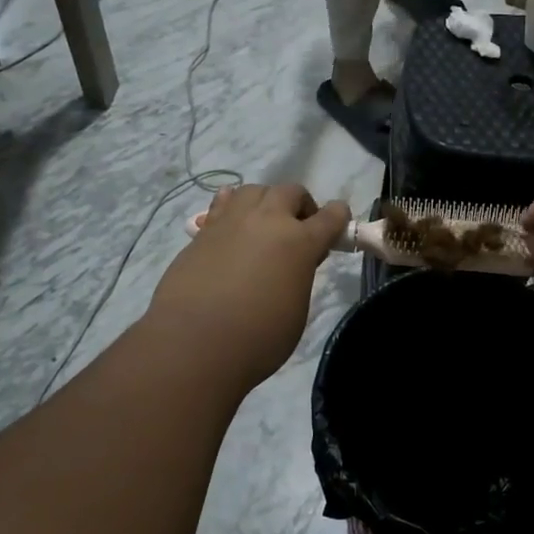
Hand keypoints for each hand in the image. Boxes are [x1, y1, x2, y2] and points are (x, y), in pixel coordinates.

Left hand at [150, 184, 350, 386]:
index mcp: (300, 242)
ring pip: (254, 190)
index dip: (338, 217)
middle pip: (290, 192)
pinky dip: (232, 207)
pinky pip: (221, 204)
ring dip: (265, 201)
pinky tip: (231, 224)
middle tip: (298, 229)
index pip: (330, 216)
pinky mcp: (202, 232)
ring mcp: (232, 222)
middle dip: (300, 205)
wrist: (194, 343)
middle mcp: (268, 221)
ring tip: (262, 225)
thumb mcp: (296, 309)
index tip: (338, 223)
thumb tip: (291, 265)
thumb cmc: (258, 338)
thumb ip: (299, 276)